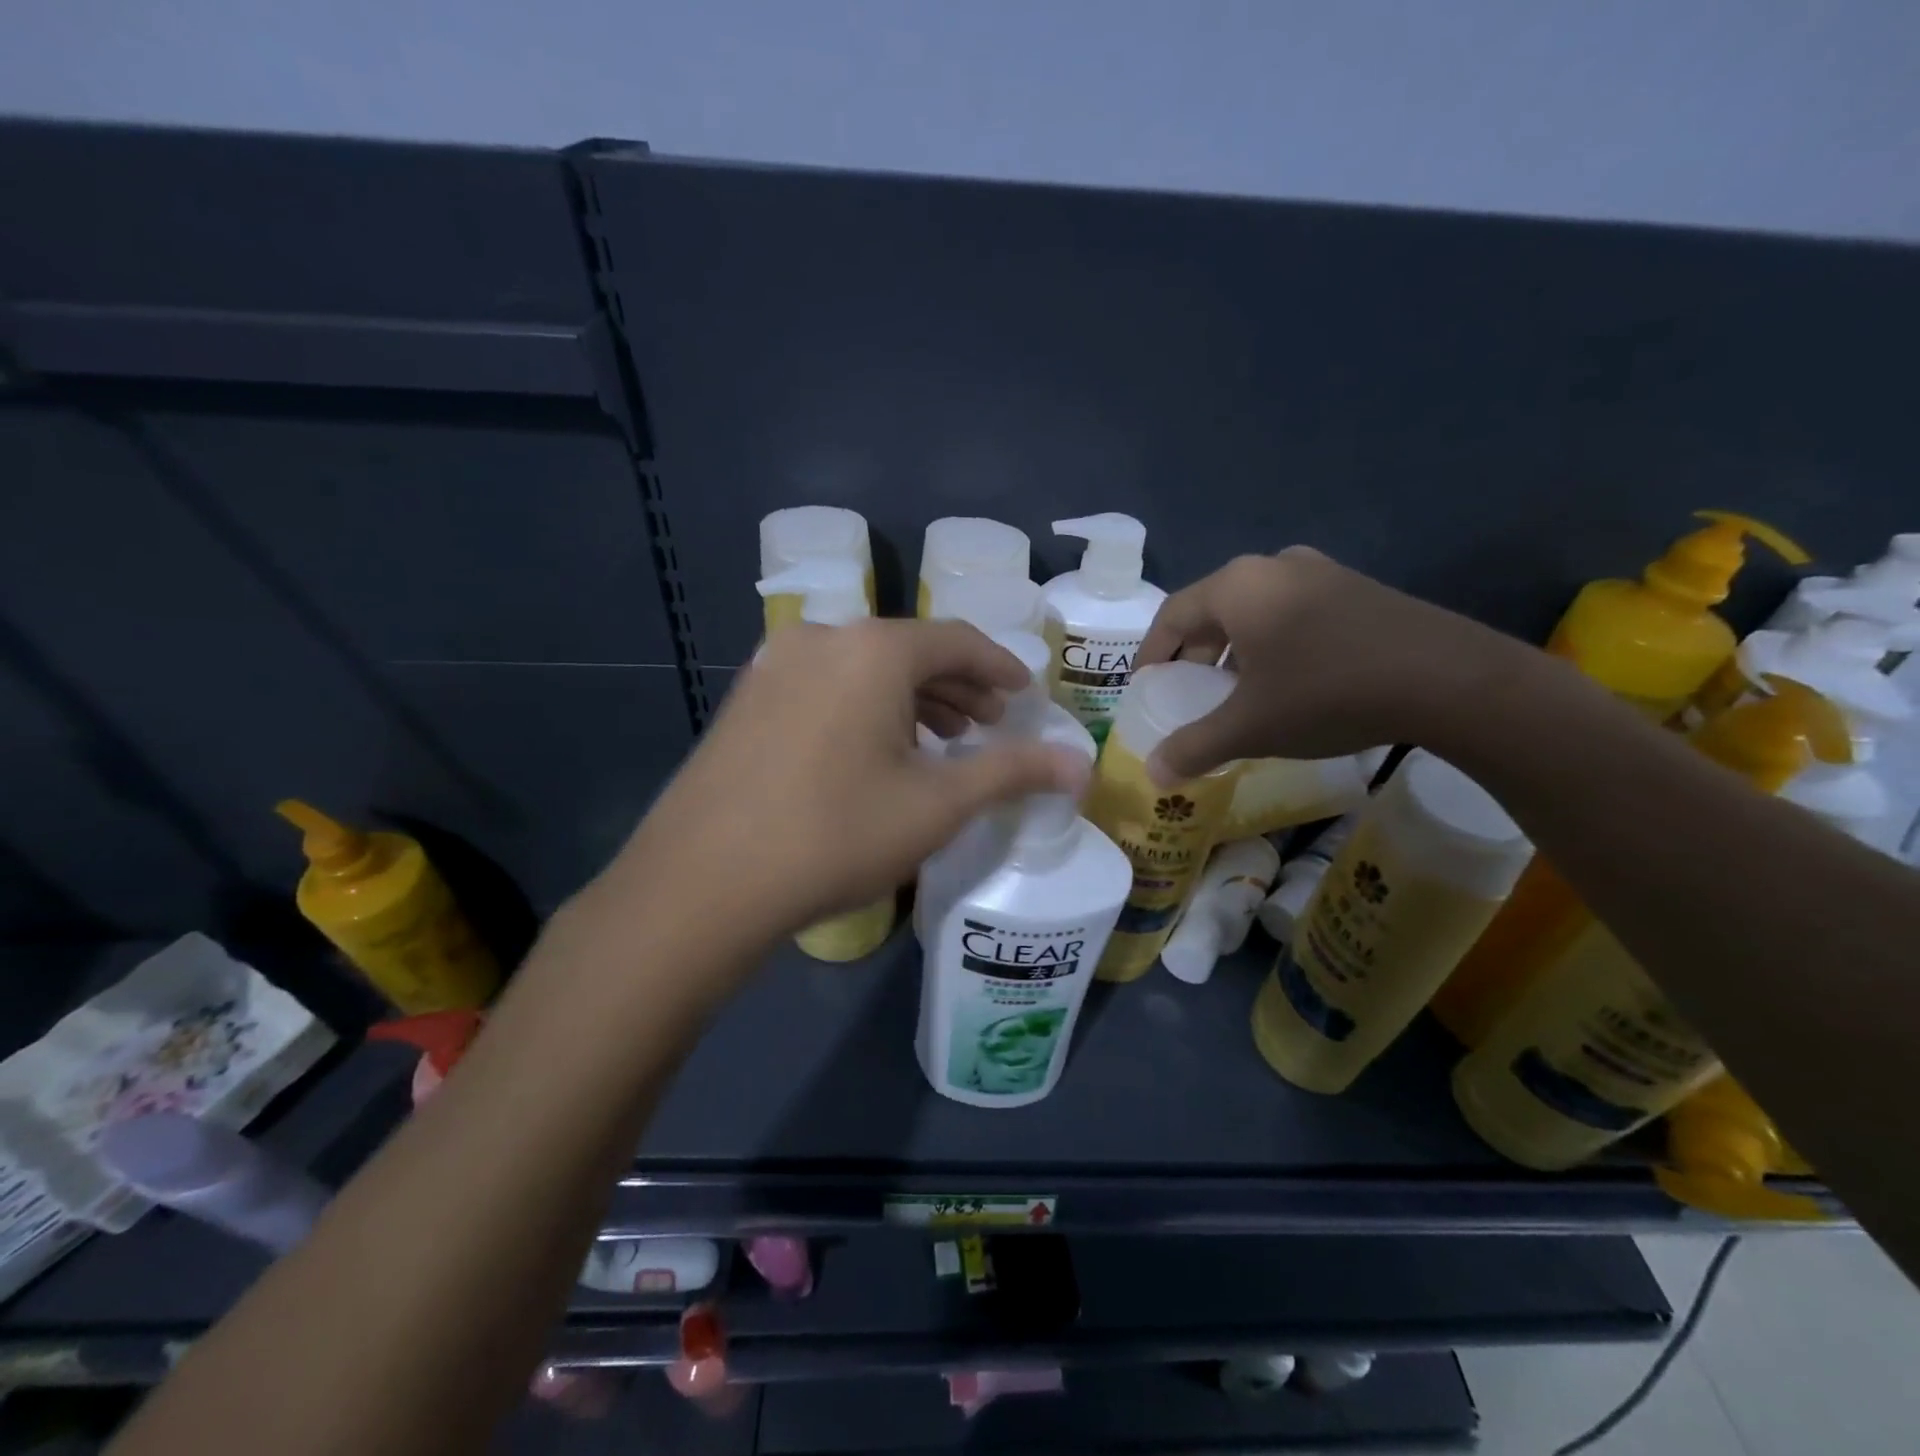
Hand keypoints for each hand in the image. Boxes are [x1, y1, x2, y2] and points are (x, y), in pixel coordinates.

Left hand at [617, 619, 1090, 938]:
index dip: (1000, 667)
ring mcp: (774, 666)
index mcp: (873, 649)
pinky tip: (874, 751)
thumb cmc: (836, 834)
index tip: (1025, 694)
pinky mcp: (745, 699)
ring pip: (863, 669)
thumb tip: (1081, 763)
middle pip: (909, 650)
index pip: (957, 640)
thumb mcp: (937, 805)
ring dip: (911, 698)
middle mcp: (821, 639)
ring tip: (940, 740)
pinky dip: (864, 707)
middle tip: (989, 722)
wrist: (704, 882)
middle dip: (957, 685)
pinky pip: (825, 687)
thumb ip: (1012, 772)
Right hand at [1136, 548, 1530, 780]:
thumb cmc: (1326, 693)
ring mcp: (1321, 572)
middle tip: (1190, 693)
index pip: (1171, 616)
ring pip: (1254, 611)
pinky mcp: (1357, 588)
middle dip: (1194, 654)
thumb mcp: (1251, 727)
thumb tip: (1153, 773)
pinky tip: (1288, 680)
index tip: (1145, 688)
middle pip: (1212, 610)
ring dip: (1234, 650)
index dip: (1151, 655)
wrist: (1449, 679)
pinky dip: (1273, 643)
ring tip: (1237, 691)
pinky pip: (1292, 611)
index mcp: (1237, 587)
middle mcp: (1273, 566)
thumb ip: (1194, 747)